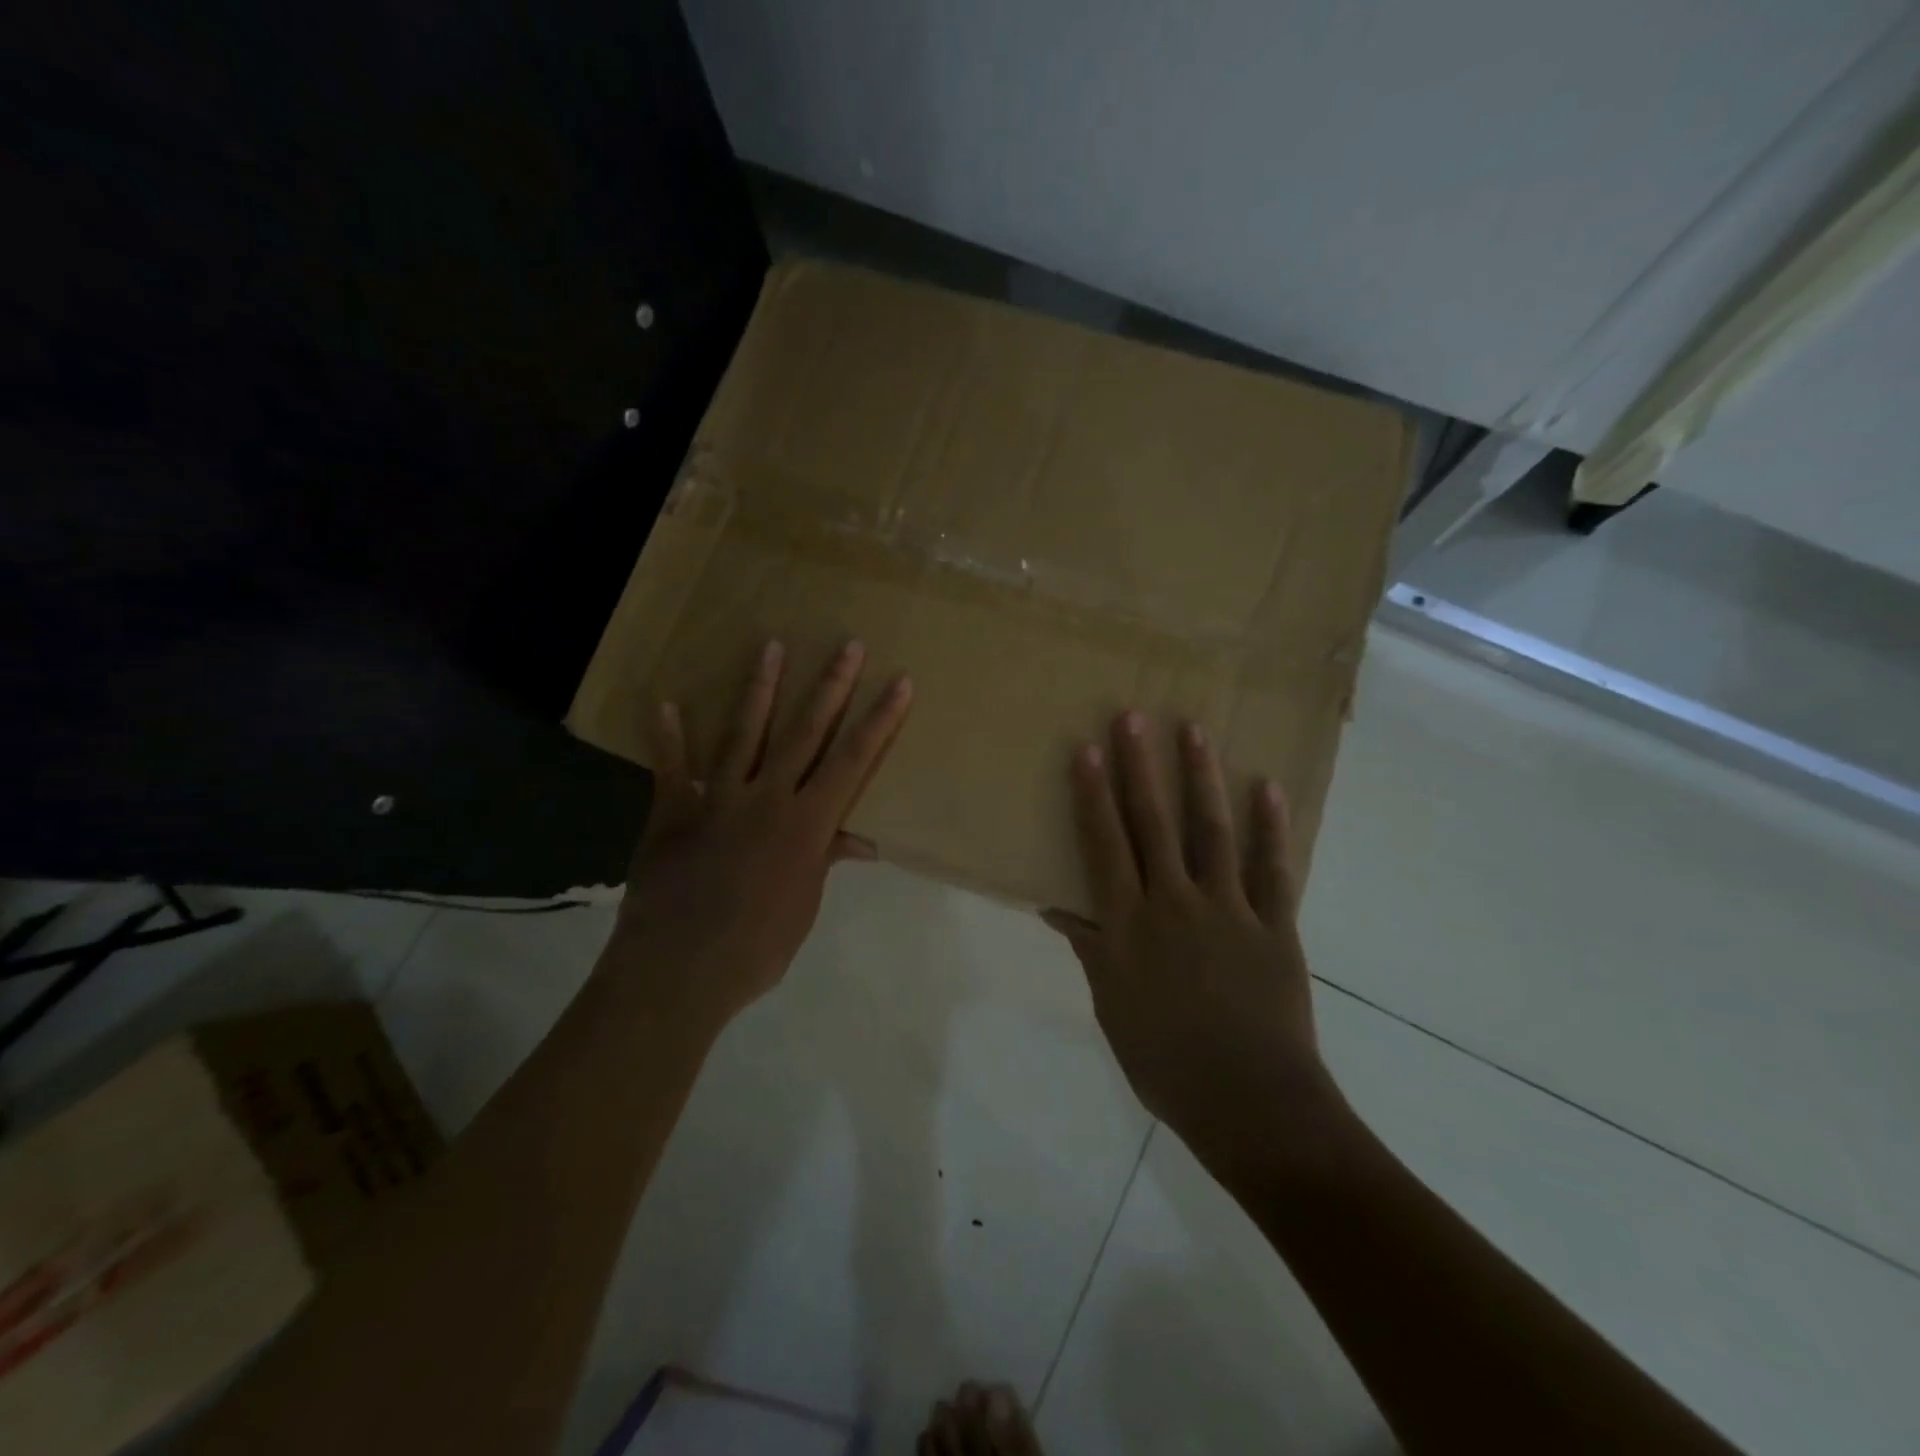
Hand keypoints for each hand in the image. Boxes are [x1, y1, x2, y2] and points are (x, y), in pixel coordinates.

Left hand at [611, 639, 912, 1026]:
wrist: (678, 969)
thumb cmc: (756, 947)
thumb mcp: (804, 906)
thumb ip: (824, 861)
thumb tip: (860, 842)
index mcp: (807, 824)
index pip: (853, 762)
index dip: (880, 721)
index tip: (900, 683)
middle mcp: (767, 798)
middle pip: (805, 733)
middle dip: (831, 687)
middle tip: (848, 644)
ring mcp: (717, 800)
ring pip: (744, 734)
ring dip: (760, 689)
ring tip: (771, 646)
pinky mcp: (672, 812)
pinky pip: (671, 769)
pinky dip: (668, 738)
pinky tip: (665, 703)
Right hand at [1043, 712, 1349, 1178]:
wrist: (1251, 1105)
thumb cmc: (1165, 1062)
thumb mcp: (1111, 1006)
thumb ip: (1089, 948)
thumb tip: (1056, 907)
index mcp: (1129, 925)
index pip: (1105, 846)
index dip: (1092, 795)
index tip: (1086, 749)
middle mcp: (1174, 903)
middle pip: (1152, 824)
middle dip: (1140, 767)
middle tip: (1133, 716)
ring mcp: (1229, 910)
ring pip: (1211, 831)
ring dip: (1202, 778)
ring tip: (1196, 730)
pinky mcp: (1275, 926)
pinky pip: (1273, 869)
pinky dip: (1271, 828)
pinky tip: (1268, 788)